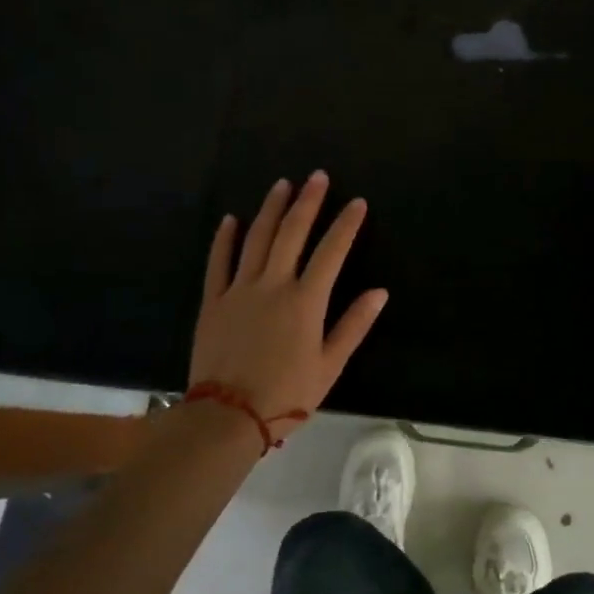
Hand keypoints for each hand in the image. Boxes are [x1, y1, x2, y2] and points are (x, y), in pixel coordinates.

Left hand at [190, 172, 387, 443]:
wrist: (226, 417)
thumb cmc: (286, 394)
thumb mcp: (329, 365)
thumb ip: (354, 325)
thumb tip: (380, 292)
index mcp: (305, 300)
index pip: (331, 251)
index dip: (346, 224)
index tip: (357, 202)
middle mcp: (273, 284)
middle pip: (292, 232)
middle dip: (308, 202)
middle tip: (317, 176)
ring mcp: (239, 289)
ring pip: (257, 238)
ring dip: (271, 208)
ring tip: (282, 184)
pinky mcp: (213, 301)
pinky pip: (218, 262)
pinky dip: (225, 238)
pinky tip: (231, 218)